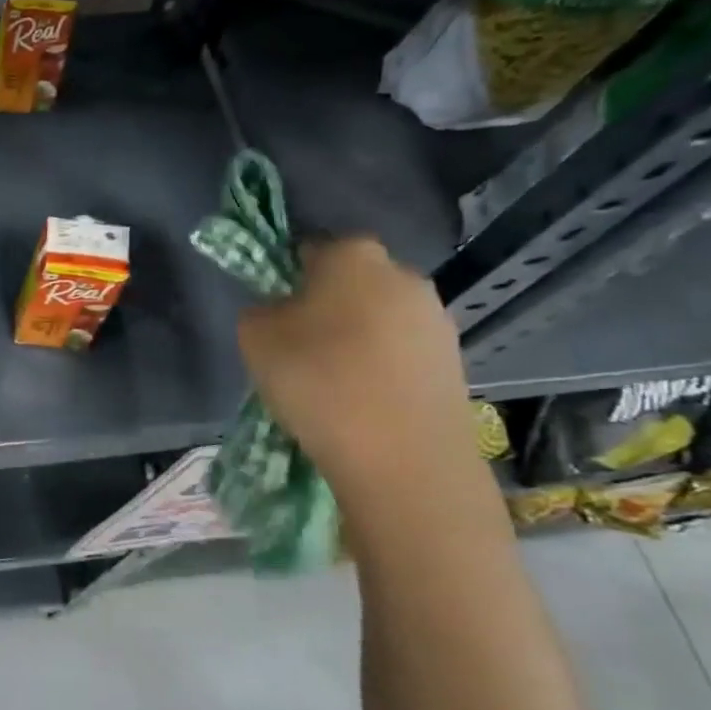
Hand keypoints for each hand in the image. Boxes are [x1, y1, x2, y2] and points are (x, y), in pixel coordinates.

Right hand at [237, 237, 482, 504]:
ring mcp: (437, 319)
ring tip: (334, 384)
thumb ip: (262, 310)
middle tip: (301, 349)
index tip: (276, 316)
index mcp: (353, 253)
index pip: (310, 251)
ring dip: (359, 340)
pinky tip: (365, 404)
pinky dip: (383, 369)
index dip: (288, 280)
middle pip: (352, 283)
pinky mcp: (456, 362)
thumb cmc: (317, 380)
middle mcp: (403, 274)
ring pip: (381, 319)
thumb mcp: (254, 336)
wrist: (402, 458)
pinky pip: (403, 355)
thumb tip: (281, 313)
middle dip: (329, 307)